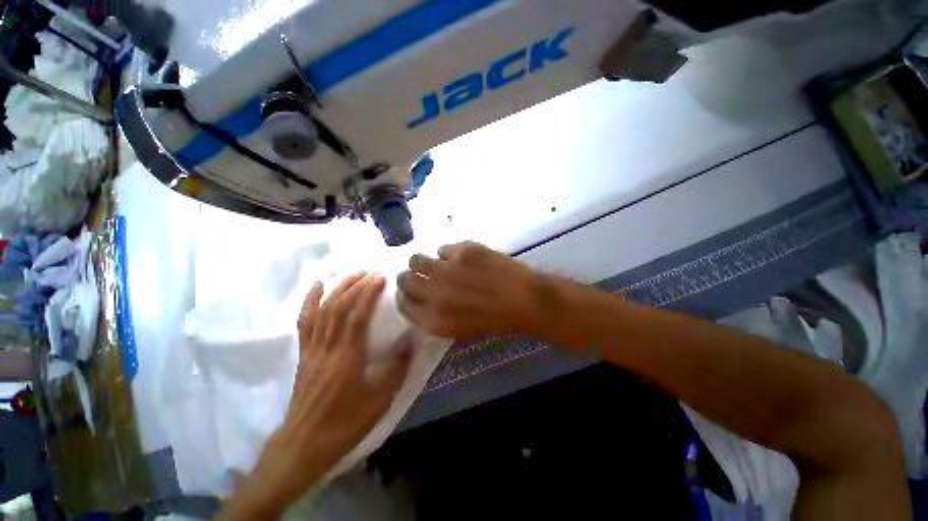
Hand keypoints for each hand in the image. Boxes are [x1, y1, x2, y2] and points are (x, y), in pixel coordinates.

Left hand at [223, 274, 411, 518]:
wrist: (304, 445)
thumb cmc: (345, 423)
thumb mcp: (380, 399)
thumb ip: (397, 367)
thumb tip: (412, 340)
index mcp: (347, 357)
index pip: (357, 316)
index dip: (368, 294)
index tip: (381, 278)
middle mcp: (328, 347)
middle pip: (338, 308)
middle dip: (355, 286)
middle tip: (370, 272)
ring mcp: (312, 349)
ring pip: (322, 311)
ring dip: (337, 289)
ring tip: (351, 275)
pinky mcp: (304, 354)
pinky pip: (305, 322)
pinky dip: (310, 301)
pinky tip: (317, 287)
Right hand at [398, 242, 550, 337]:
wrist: (522, 299)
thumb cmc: (493, 320)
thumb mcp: (458, 329)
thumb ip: (434, 316)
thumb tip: (420, 298)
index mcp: (433, 319)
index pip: (403, 303)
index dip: (405, 295)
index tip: (411, 291)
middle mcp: (434, 294)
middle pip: (405, 279)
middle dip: (410, 276)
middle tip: (422, 274)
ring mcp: (447, 269)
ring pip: (417, 259)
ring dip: (423, 261)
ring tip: (437, 263)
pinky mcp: (462, 251)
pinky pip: (443, 248)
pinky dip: (448, 253)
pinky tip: (462, 258)